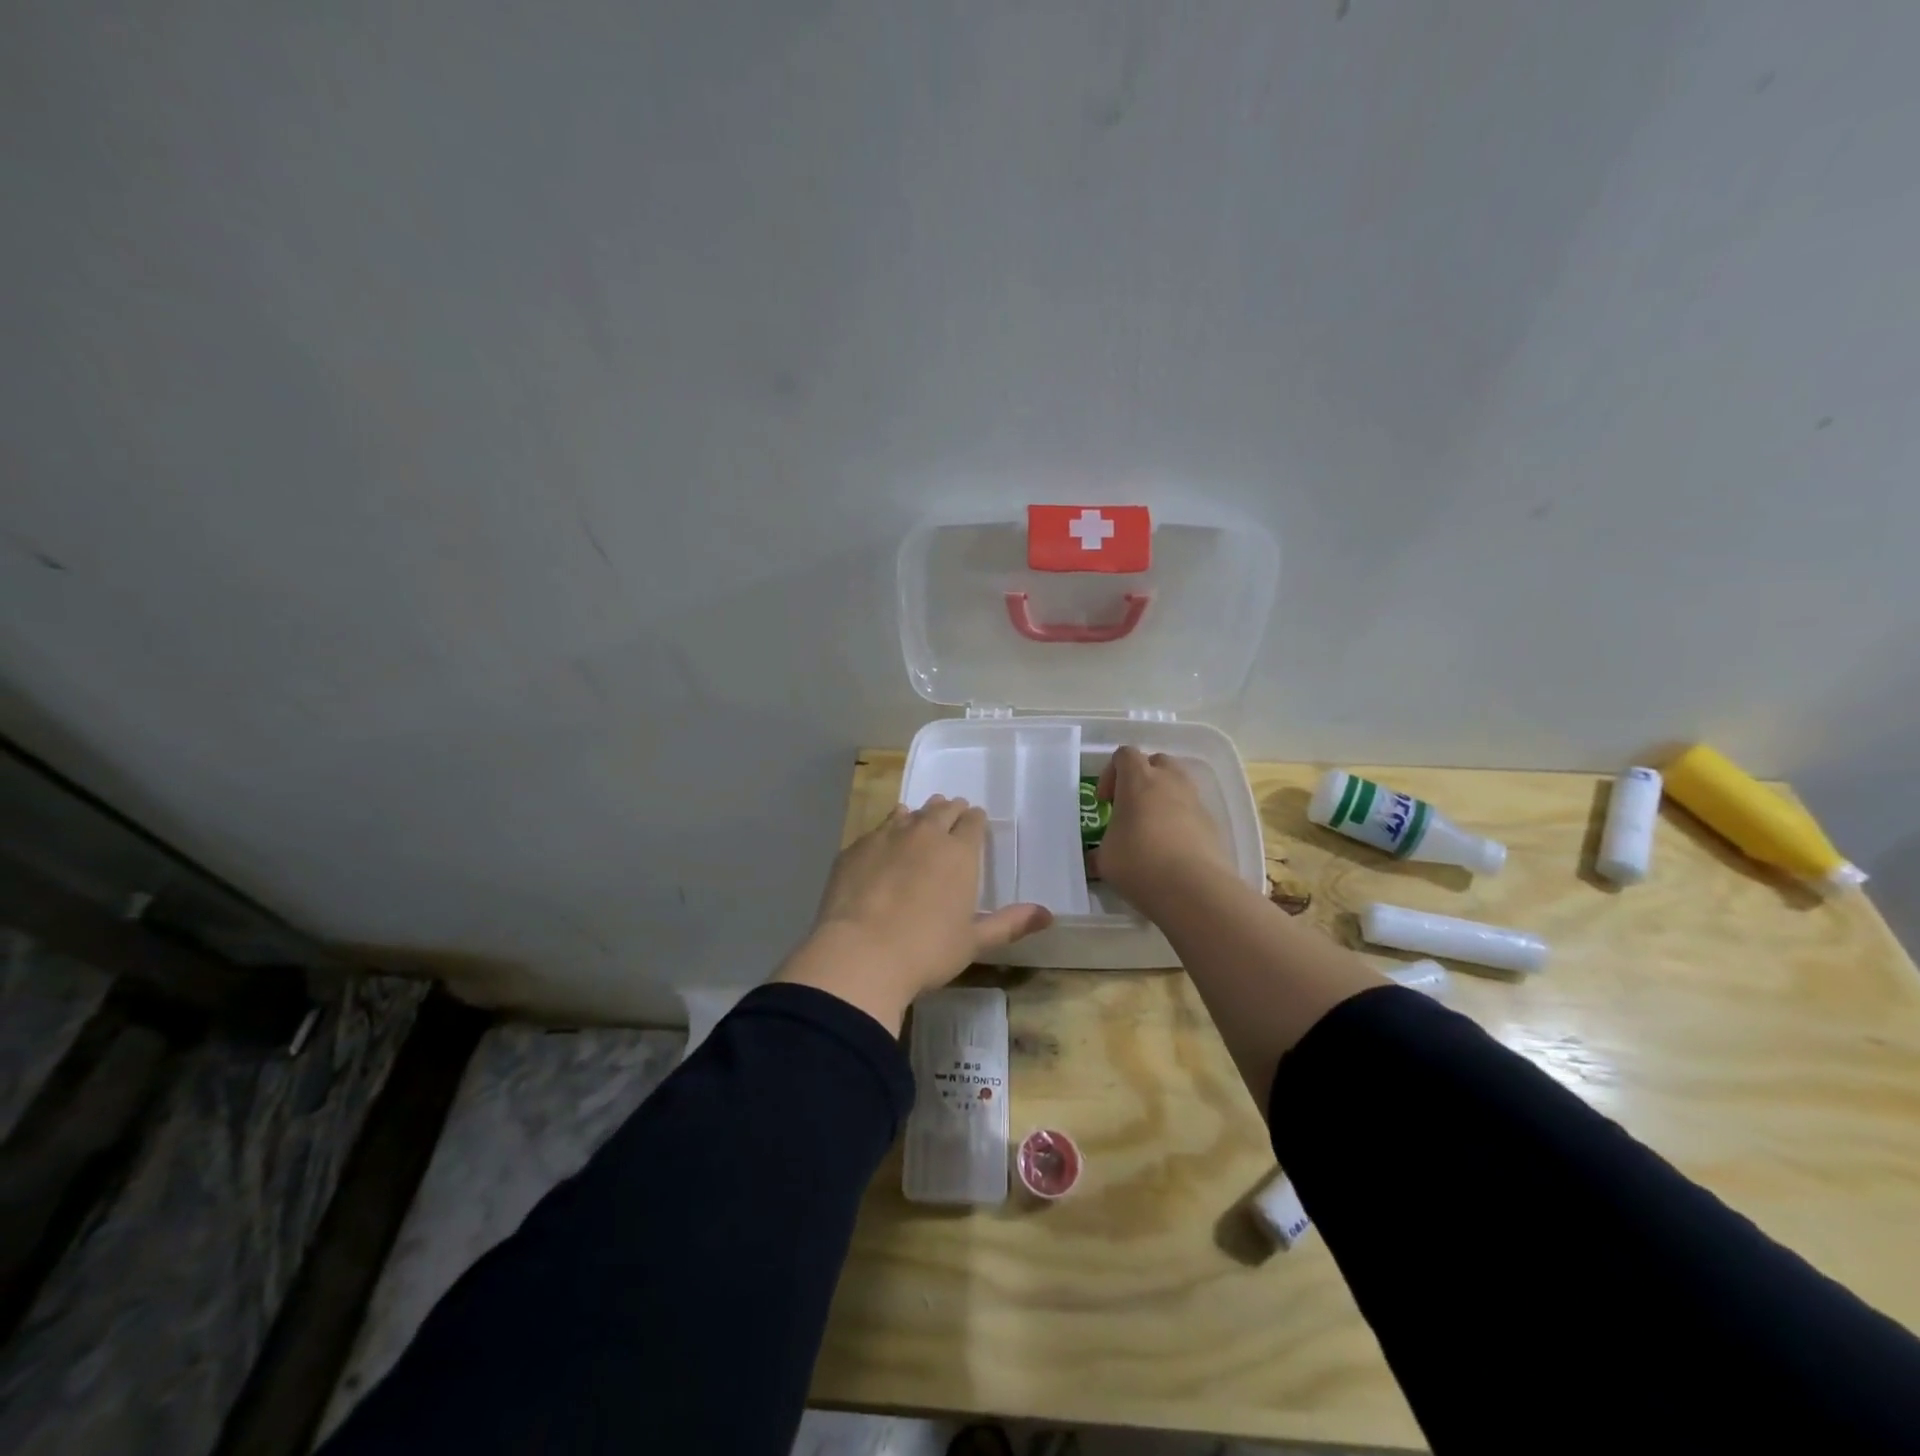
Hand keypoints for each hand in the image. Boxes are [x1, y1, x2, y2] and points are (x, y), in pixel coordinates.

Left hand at [775, 796, 1051, 1031]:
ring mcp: (887, 837)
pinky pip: (879, 828)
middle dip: (951, 811)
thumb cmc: (926, 951)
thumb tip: (1048, 915)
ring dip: (920, 815)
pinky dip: (888, 829)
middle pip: (942, 811)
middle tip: (953, 814)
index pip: (973, 822)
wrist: (860, 954)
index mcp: (959, 853)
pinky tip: (886, 838)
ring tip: (921, 819)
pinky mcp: (856, 848)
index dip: (976, 821)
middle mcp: (926, 834)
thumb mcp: (973, 942)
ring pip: (910, 814)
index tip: (976, 822)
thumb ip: (1009, 923)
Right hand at [1093, 746, 1236, 915]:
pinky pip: (1192, 811)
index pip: (1124, 754)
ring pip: (1178, 784)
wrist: (1193, 889)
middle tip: (1130, 806)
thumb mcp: (1105, 859)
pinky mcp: (1212, 824)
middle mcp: (1169, 782)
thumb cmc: (1139, 863)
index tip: (1105, 802)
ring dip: (1163, 797)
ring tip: (1151, 828)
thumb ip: (1099, 850)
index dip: (1111, 773)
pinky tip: (1171, 850)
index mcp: (1138, 780)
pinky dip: (1180, 821)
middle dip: (1142, 778)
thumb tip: (1094, 859)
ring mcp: (1194, 801)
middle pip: (1157, 762)